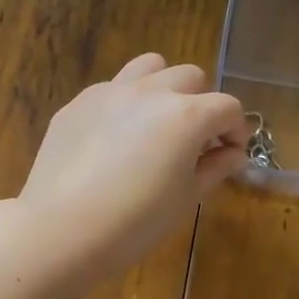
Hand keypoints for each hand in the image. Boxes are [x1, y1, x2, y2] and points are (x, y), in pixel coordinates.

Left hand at [18, 54, 249, 275]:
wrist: (62, 230)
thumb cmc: (136, 223)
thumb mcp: (186, 199)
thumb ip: (215, 168)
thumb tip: (232, 153)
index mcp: (186, 115)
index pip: (227, 107)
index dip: (236, 130)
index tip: (230, 154)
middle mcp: (150, 92)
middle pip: (190, 77)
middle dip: (201, 104)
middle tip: (193, 141)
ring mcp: (109, 92)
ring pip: (149, 67)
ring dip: (163, 88)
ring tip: (156, 123)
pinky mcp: (77, 104)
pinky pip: (111, 89)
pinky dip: (124, 105)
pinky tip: (113, 141)